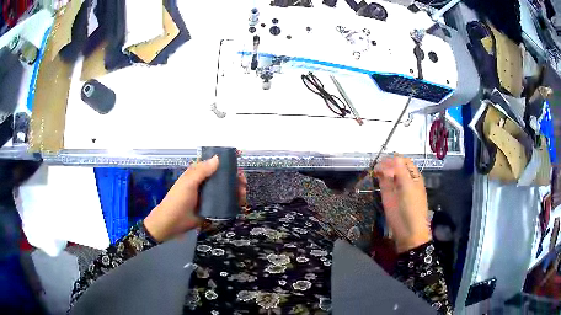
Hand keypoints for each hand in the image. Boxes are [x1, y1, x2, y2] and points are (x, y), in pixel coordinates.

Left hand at [144, 156, 247, 241]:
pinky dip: (234, 201)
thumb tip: (218, 158)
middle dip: (235, 177)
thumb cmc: (178, 200)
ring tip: (243, 193)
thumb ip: (202, 171)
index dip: (226, 160)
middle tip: (243, 182)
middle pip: (223, 176)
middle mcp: (205, 183)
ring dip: (236, 189)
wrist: (173, 223)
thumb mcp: (188, 183)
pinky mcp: (212, 208)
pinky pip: (225, 202)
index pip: (213, 163)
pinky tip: (240, 202)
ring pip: (226, 189)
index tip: (238, 159)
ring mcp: (209, 196)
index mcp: (198, 174)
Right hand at [373, 156, 430, 252]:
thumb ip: (400, 171)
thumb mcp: (408, 187)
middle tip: (378, 165)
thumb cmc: (412, 208)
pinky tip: (375, 175)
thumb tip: (391, 158)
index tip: (385, 161)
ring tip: (375, 169)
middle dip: (386, 163)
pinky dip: (378, 177)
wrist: (407, 231)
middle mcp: (404, 180)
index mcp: (413, 176)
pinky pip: (382, 182)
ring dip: (381, 169)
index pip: (403, 161)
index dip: (394, 159)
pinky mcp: (387, 195)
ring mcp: (395, 187)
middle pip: (394, 166)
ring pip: (387, 173)